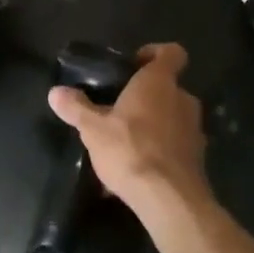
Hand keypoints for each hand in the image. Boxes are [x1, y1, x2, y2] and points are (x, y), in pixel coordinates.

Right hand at [48, 44, 206, 212]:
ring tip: (125, 143)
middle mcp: (182, 99)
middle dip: (147, 96)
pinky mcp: (197, 159)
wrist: (170, 200)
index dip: (154, 53)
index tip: (134, 64)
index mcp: (159, 82)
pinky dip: (159, 151)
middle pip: (169, 87)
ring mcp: (194, 130)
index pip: (171, 52)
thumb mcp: (93, 129)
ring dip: (153, 124)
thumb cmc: (131, 150)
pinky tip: (135, 171)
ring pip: (172, 117)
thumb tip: (55, 92)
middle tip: (120, 108)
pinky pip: (175, 145)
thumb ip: (76, 108)